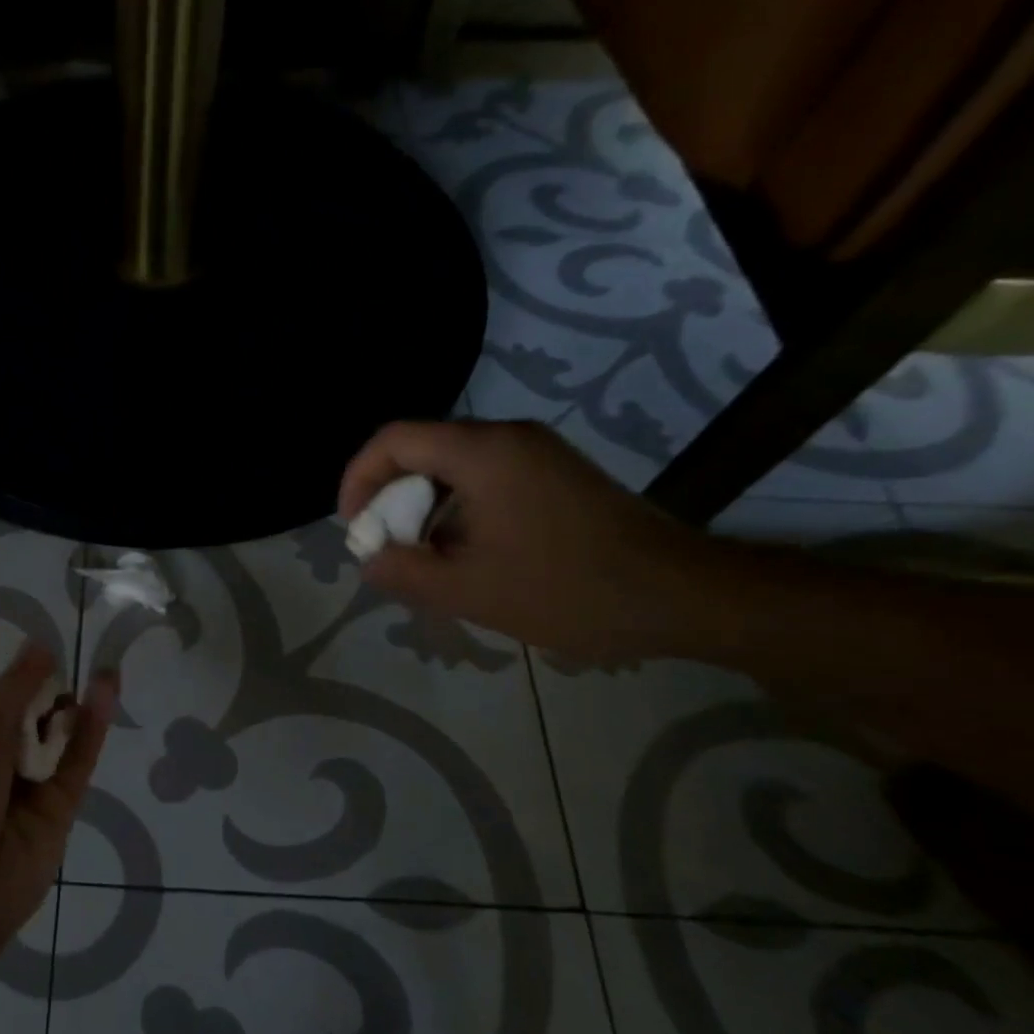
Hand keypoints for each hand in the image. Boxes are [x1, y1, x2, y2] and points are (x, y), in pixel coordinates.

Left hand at [0, 644, 116, 986]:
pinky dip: (94, 727)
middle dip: (53, 693)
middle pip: (35, 719)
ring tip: (104, 670)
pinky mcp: (61, 812)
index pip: (3, 702)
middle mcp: (0, 765)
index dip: (25, 678)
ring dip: (78, 705)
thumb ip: (13, 693)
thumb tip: (39, 646)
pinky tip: (106, 691)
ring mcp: (32, 790)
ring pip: (61, 740)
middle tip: (74, 666)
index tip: (50, 650)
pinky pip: (78, 763)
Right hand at [339, 420, 715, 663]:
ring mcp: (537, 452)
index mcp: (483, 452)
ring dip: (424, 508)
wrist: (679, 595)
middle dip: (390, 498)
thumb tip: (371, 558)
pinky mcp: (555, 474)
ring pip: (453, 467)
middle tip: (387, 548)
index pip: (394, 439)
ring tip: (423, 559)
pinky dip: (458, 510)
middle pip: (422, 449)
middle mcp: (508, 437)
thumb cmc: (567, 590)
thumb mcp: (468, 590)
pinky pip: (485, 479)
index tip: (354, 526)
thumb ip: (403, 572)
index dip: (359, 478)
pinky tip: (465, 555)